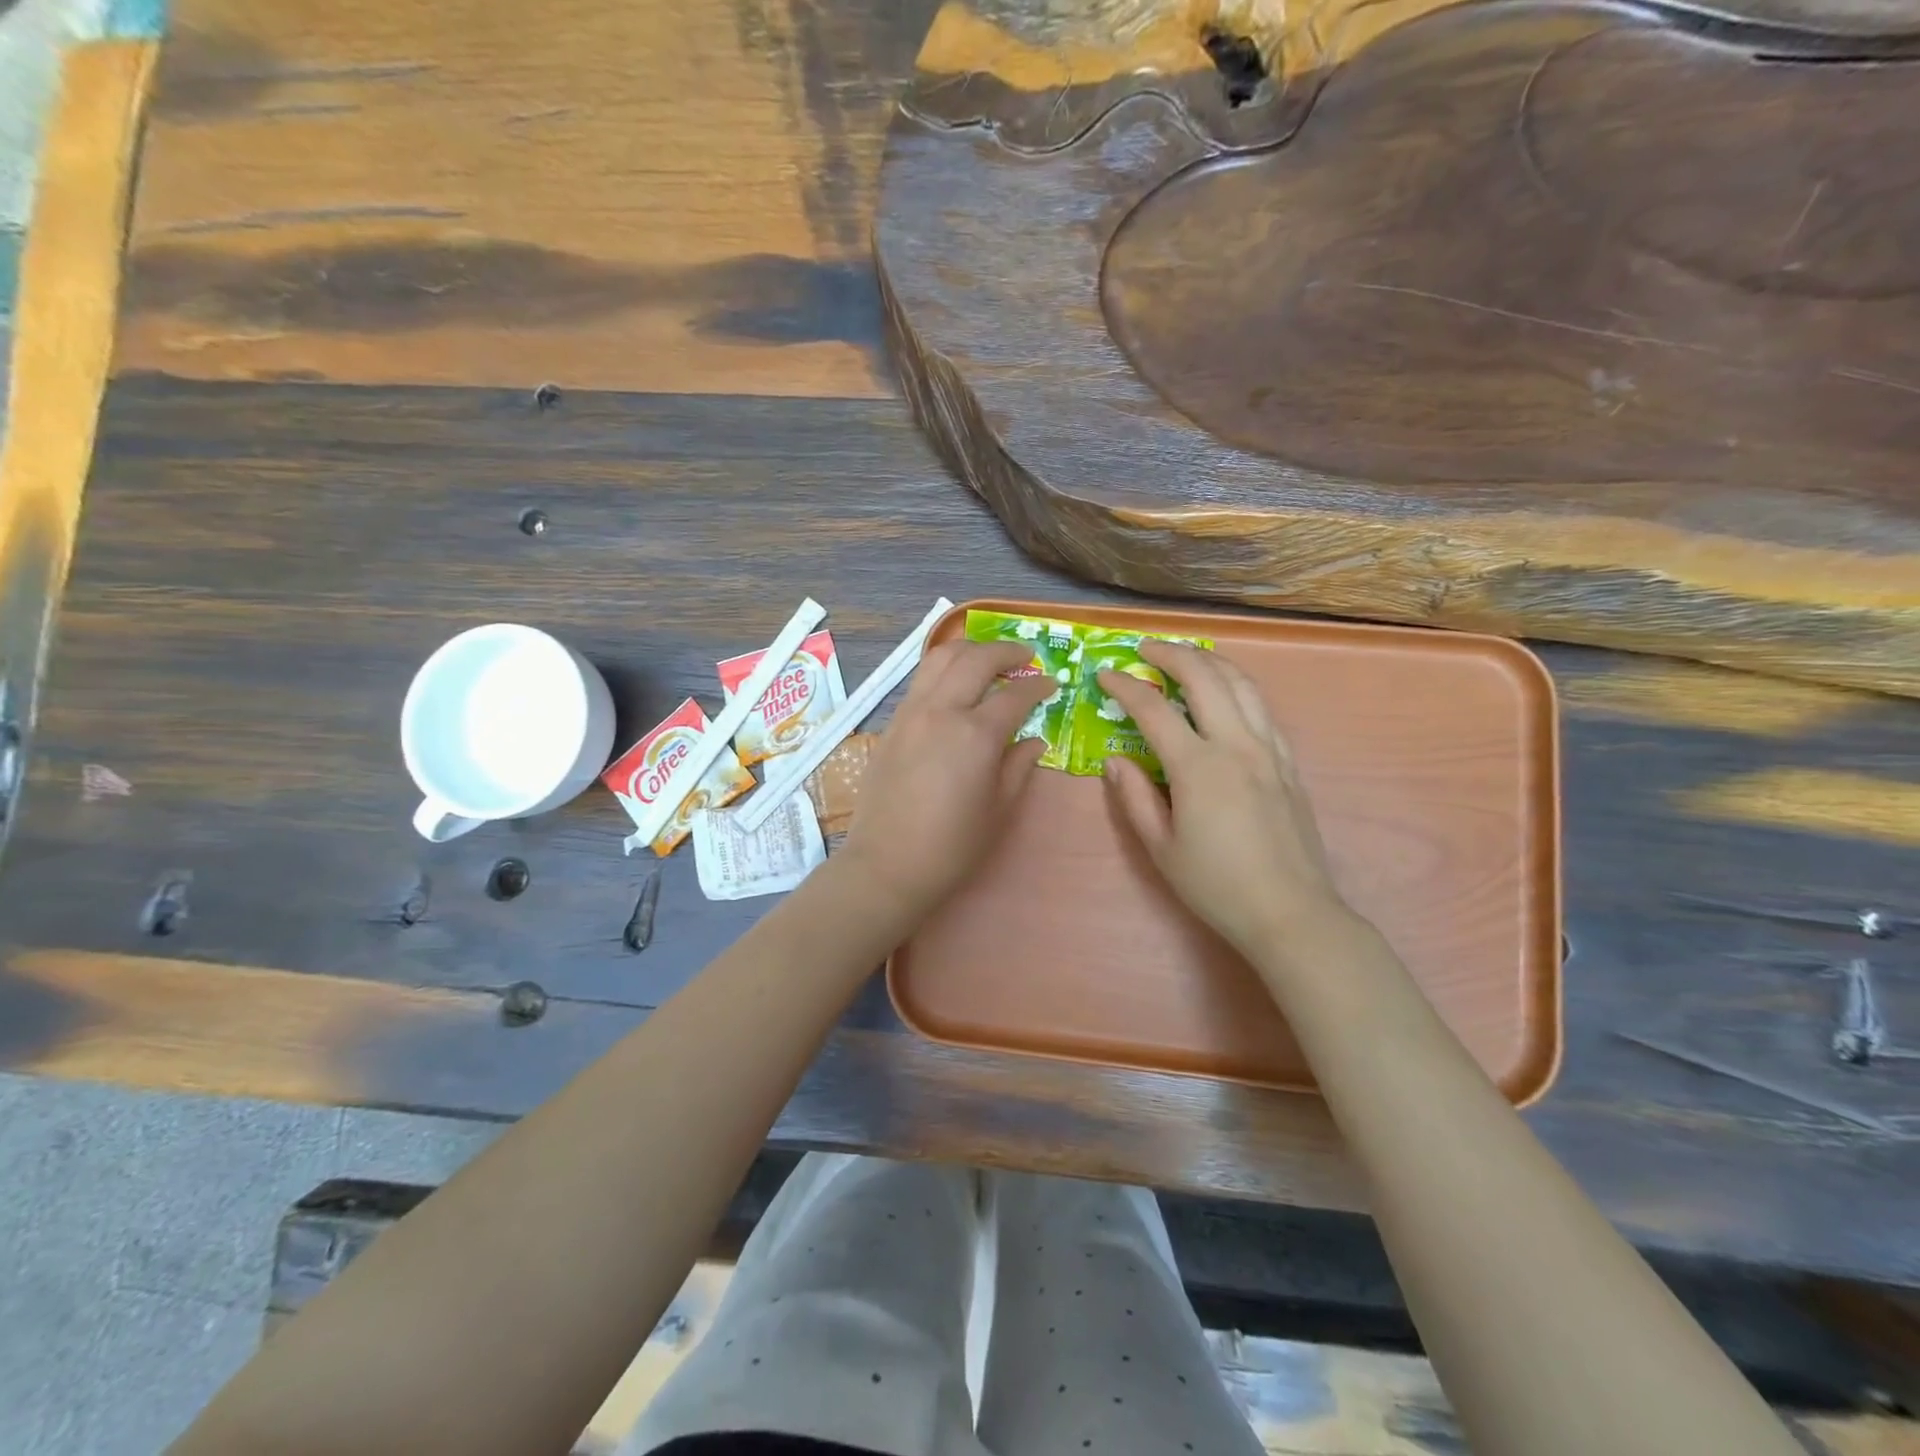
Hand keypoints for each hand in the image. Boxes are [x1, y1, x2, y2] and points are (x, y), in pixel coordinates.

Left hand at [840, 640, 1052, 926]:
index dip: (1038, 687)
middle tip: (1025, 658)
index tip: (1052, 685)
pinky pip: (920, 680)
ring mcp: (911, 712)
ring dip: (969, 650)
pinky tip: (955, 685)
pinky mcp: (892, 723)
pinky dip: (943, 669)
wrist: (887, 864)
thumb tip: (1034, 740)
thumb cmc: (952, 845)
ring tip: (988, 659)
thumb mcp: (999, 809)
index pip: (1015, 695)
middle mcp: (942, 710)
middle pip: (975, 658)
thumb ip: (1019, 766)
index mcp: (976, 734)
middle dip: (1006, 651)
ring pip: (940, 657)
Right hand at [1099, 641, 1350, 959]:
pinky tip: (1226, 695)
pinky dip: (1238, 687)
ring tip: (1186, 657)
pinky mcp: (1288, 762)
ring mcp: (1269, 750)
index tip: (1104, 675)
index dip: (1125, 687)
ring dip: (1210, 661)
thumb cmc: (1216, 885)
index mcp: (1198, 766)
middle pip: (1205, 677)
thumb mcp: (1161, 847)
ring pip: (1242, 683)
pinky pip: (1263, 708)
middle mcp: (1237, 745)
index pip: (1154, 709)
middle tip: (1145, 650)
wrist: (1290, 912)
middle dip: (1171, 654)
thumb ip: (1134, 797)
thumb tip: (1114, 760)